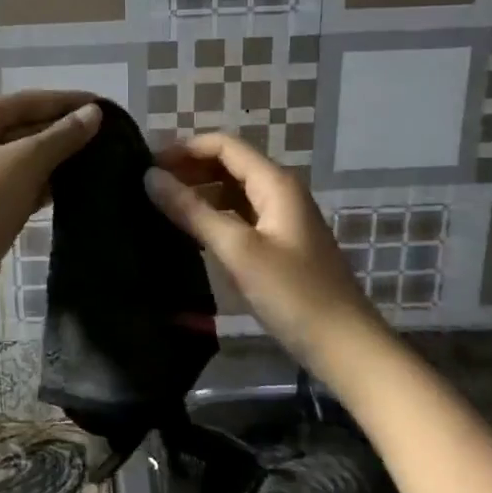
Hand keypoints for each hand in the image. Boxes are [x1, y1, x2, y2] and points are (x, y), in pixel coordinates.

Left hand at [0, 91, 101, 322]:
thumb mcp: (23, 164)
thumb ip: (61, 136)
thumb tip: (94, 113)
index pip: (27, 101)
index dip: (67, 101)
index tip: (106, 105)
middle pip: (24, 127)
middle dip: (64, 130)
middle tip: (110, 135)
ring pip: (24, 159)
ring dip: (58, 159)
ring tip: (102, 158)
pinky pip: (20, 185)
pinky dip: (45, 184)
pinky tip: (77, 187)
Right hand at [145, 132, 375, 369]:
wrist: (344, 346)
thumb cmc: (293, 293)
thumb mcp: (238, 250)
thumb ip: (192, 211)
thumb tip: (149, 177)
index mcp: (275, 183)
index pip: (224, 146)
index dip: (185, 149)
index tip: (147, 164)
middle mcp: (280, 192)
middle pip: (228, 165)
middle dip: (189, 169)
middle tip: (147, 185)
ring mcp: (280, 219)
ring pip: (232, 192)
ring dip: (198, 193)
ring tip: (159, 205)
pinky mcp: (278, 245)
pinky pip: (239, 216)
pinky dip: (212, 216)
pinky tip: (188, 232)